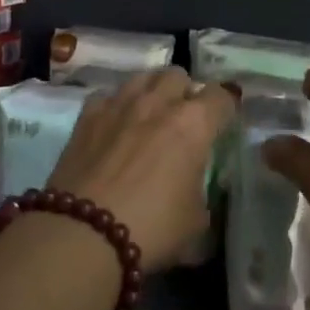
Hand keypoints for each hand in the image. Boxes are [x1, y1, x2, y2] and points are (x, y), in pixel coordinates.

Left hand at [48, 67, 234, 270]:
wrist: (83, 233)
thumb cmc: (151, 228)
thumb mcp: (195, 221)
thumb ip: (201, 194)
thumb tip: (194, 190)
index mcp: (194, 123)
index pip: (222, 96)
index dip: (226, 108)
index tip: (223, 124)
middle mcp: (158, 102)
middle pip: (178, 76)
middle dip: (185, 93)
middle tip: (183, 120)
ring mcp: (119, 104)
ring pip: (143, 77)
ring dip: (152, 92)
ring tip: (150, 116)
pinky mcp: (87, 116)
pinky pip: (109, 96)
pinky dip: (117, 106)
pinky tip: (115, 127)